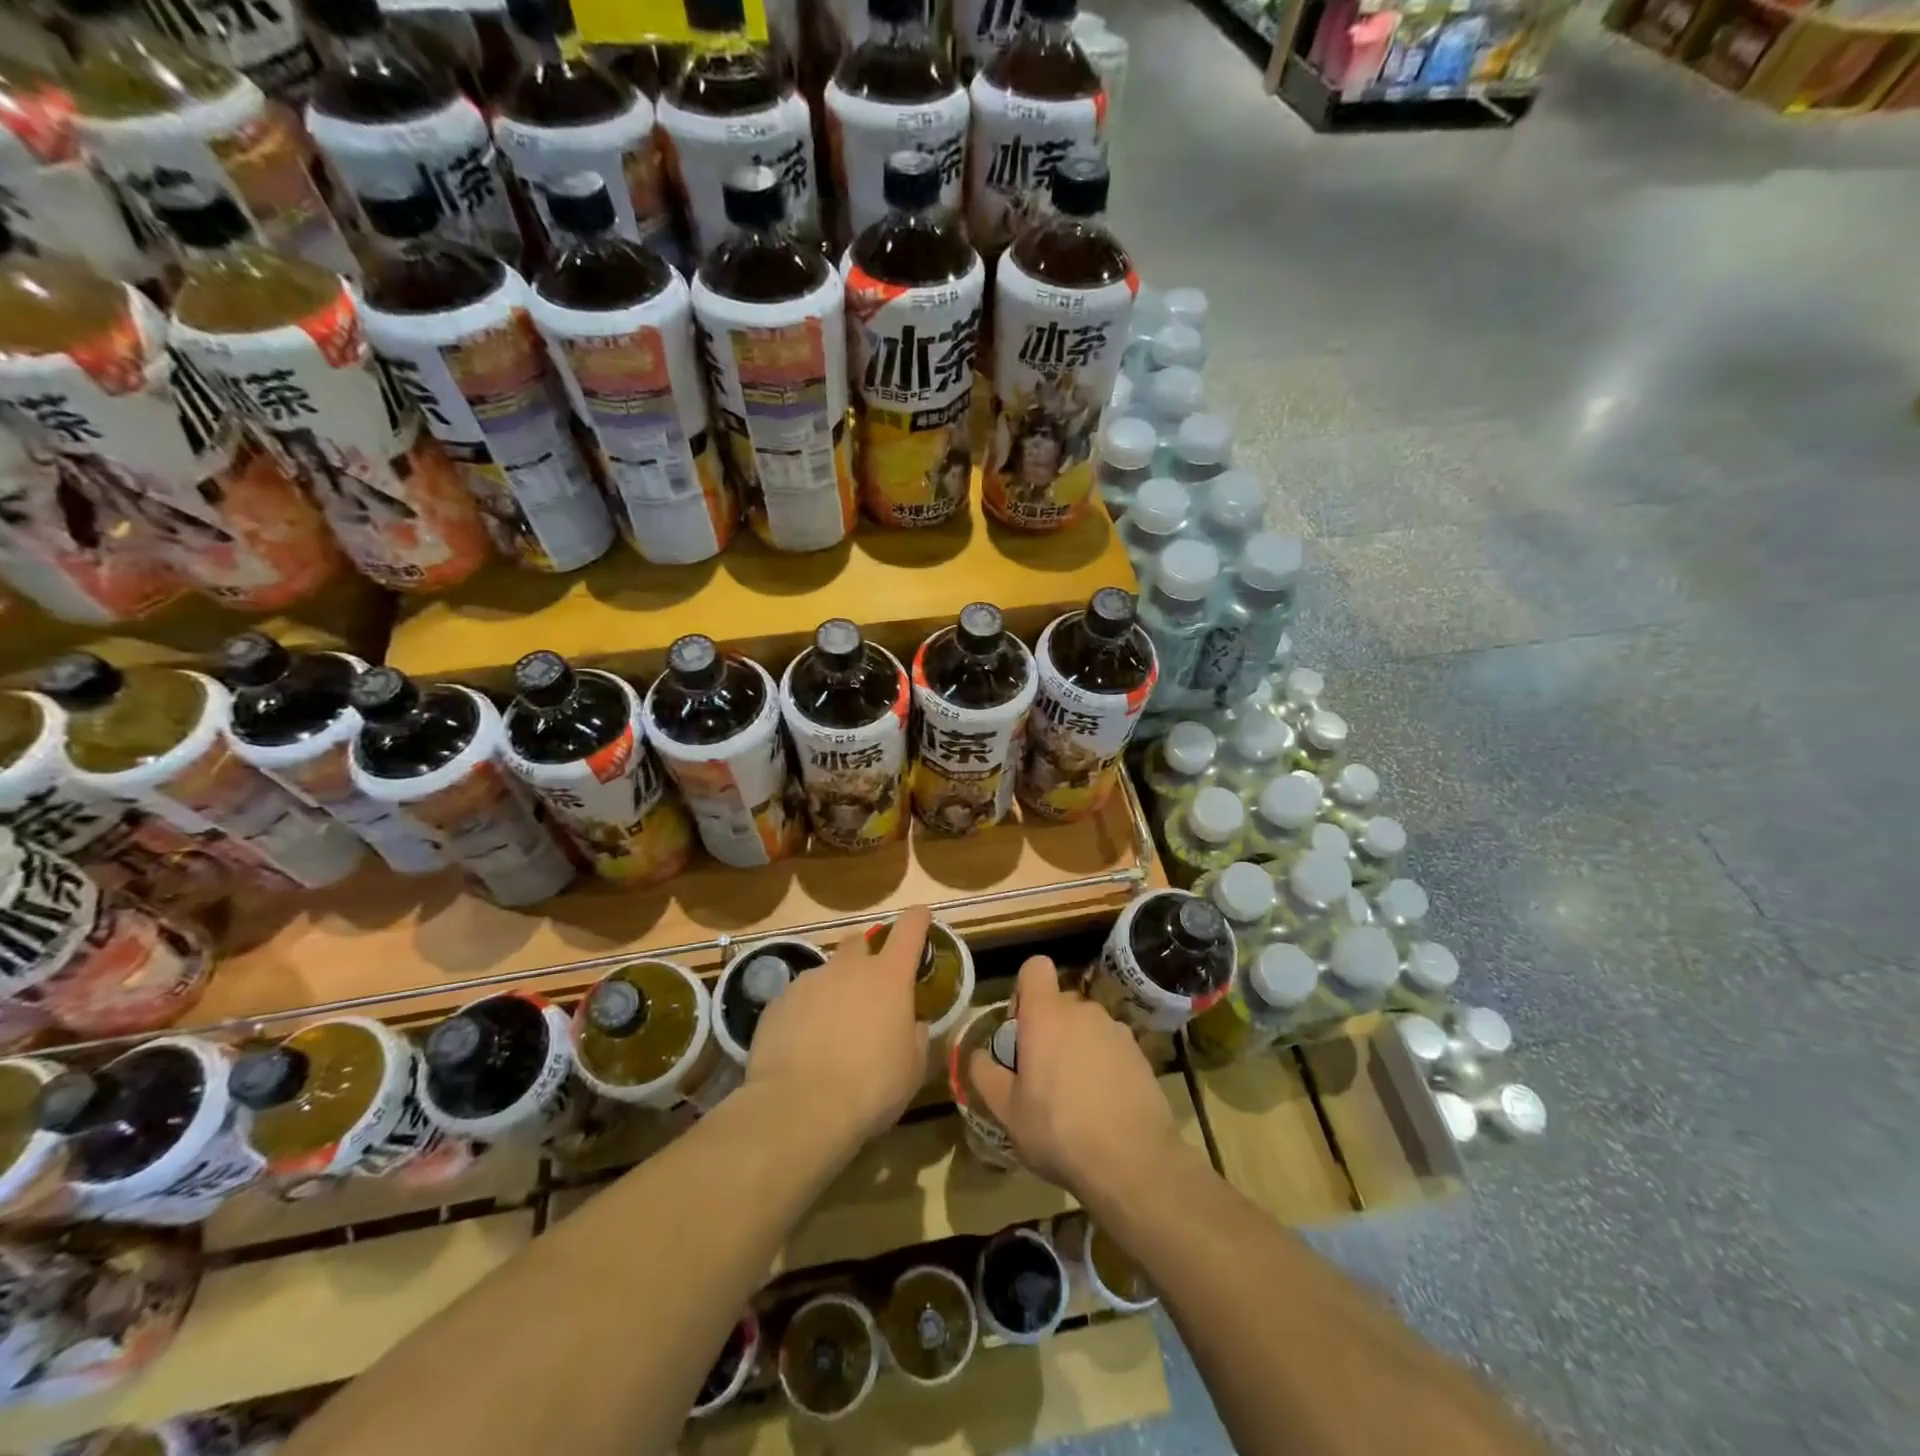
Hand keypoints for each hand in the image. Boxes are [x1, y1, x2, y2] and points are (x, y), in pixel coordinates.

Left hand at [745, 905, 930, 1150]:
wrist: (799, 1108)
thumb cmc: (870, 1087)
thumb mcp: (912, 1069)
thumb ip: (916, 1036)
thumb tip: (913, 1024)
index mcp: (889, 977)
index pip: (909, 928)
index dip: (917, 919)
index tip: (921, 917)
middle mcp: (848, 968)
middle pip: (859, 942)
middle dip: (866, 957)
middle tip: (869, 990)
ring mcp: (809, 982)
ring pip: (826, 973)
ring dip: (833, 991)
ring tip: (831, 1031)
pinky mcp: (777, 1003)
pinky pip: (797, 999)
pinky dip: (804, 1013)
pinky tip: (802, 1046)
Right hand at [967, 956, 1186, 1211]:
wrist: (1133, 1161)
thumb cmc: (1058, 1130)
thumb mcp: (1006, 1111)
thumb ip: (985, 1075)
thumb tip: (978, 1055)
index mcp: (1046, 1015)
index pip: (1035, 968)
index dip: (1024, 990)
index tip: (1020, 1030)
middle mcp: (1082, 1011)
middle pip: (1059, 1004)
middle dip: (1048, 1029)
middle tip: (1041, 1075)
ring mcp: (1116, 1030)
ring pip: (1086, 1027)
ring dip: (1076, 1049)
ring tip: (1074, 1098)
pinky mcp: (1140, 1054)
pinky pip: (1110, 1048)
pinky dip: (1102, 1066)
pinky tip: (1101, 1106)